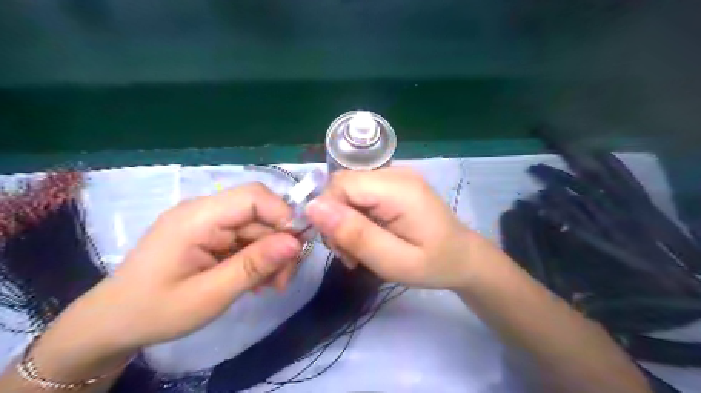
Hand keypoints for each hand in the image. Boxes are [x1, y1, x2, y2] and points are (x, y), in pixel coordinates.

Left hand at [61, 182, 300, 351]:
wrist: (113, 323)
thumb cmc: (156, 311)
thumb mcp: (210, 295)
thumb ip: (254, 266)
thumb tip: (295, 243)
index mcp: (198, 217)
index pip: (254, 196)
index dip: (282, 215)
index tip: (296, 249)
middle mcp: (204, 211)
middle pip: (259, 213)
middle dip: (279, 244)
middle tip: (283, 280)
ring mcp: (207, 222)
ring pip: (257, 227)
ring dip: (270, 254)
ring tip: (271, 286)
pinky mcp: (209, 234)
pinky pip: (245, 238)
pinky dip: (257, 257)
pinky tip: (257, 280)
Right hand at [304, 167, 479, 288]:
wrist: (463, 258)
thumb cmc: (434, 264)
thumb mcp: (393, 261)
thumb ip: (355, 234)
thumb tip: (313, 207)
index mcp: (398, 188)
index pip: (341, 184)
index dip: (328, 213)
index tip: (339, 247)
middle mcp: (395, 173)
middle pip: (343, 186)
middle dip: (336, 219)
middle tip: (349, 253)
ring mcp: (395, 176)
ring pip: (348, 191)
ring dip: (344, 220)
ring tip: (359, 250)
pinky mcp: (394, 185)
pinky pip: (360, 195)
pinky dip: (355, 217)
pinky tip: (367, 236)